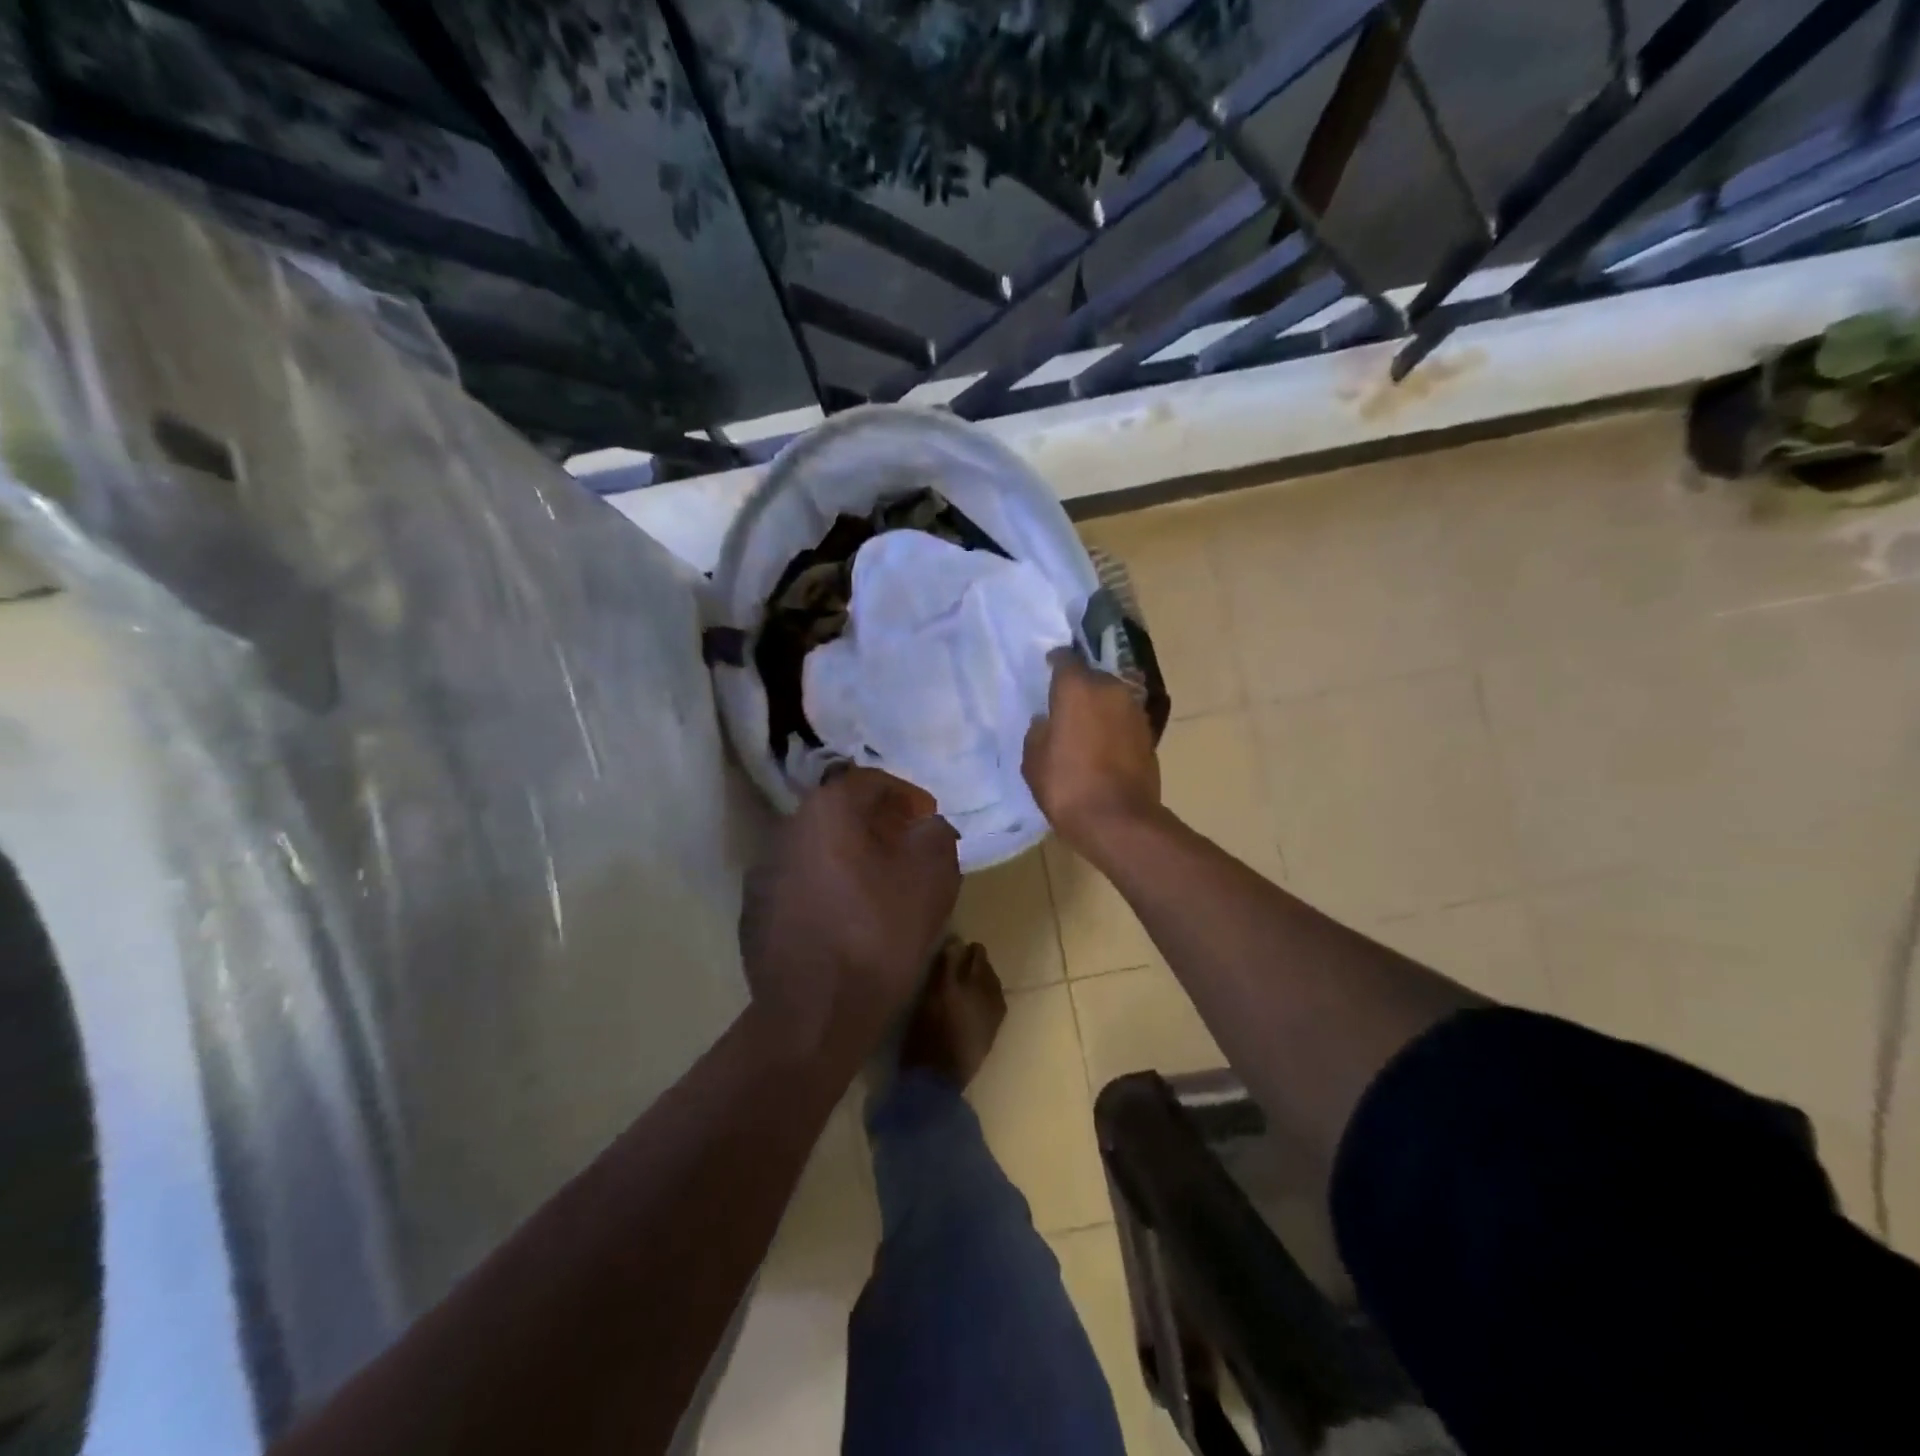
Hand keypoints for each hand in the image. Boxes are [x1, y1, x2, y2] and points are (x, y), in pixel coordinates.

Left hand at [740, 768, 959, 1055]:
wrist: (814, 1015)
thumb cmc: (879, 934)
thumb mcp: (932, 877)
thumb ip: (936, 835)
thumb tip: (925, 828)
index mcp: (826, 812)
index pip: (868, 781)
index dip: (904, 794)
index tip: (926, 816)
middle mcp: (786, 831)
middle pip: (838, 813)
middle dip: (877, 824)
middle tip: (907, 847)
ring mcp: (763, 873)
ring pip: (817, 849)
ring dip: (849, 856)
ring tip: (879, 885)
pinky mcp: (754, 913)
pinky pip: (799, 884)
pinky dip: (826, 887)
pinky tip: (846, 919)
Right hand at [1023, 650, 1161, 857]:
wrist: (1119, 821)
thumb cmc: (1067, 786)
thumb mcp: (1034, 761)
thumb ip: (1038, 733)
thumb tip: (1047, 722)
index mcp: (1078, 688)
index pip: (1065, 659)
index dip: (1055, 663)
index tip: (1047, 670)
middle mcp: (1111, 689)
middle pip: (1092, 677)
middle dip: (1078, 688)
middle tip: (1063, 706)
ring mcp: (1134, 711)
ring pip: (1111, 698)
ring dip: (1098, 708)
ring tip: (1083, 728)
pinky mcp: (1150, 734)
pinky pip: (1124, 720)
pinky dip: (1113, 727)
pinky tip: (1101, 746)